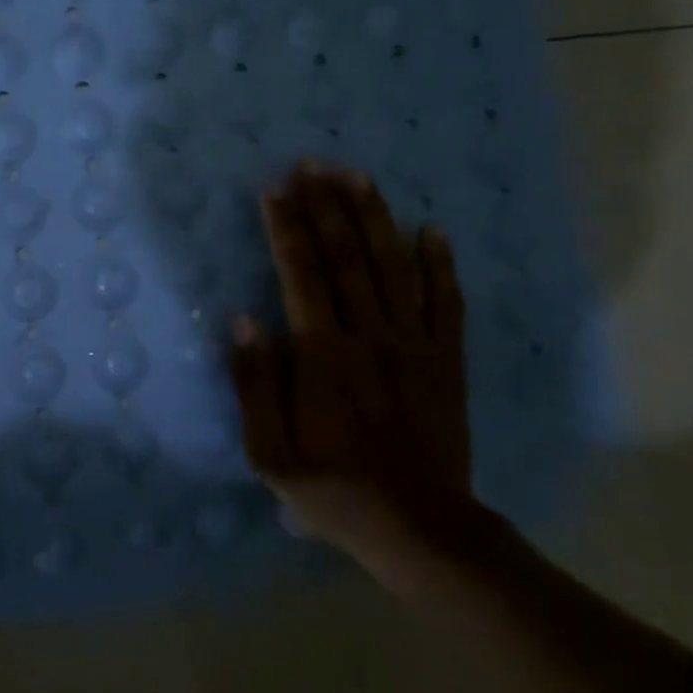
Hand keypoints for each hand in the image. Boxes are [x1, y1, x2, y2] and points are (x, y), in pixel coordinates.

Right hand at [230, 162, 485, 589]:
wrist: (422, 529)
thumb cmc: (334, 490)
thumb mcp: (270, 453)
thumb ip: (254, 384)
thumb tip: (244, 318)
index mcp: (324, 356)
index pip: (302, 275)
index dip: (287, 228)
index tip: (275, 189)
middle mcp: (371, 337)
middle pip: (347, 257)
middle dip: (326, 206)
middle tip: (312, 163)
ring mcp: (415, 345)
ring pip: (394, 267)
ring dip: (374, 218)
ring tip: (358, 176)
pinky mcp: (446, 360)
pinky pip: (447, 302)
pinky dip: (440, 264)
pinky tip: (432, 229)